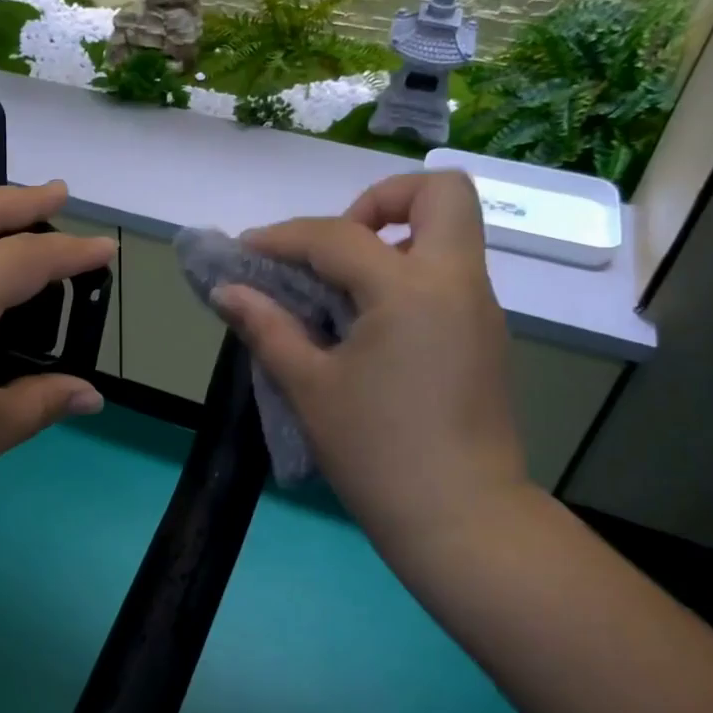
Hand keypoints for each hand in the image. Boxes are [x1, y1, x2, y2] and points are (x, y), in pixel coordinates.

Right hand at [211, 171, 531, 562]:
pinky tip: (368, 326)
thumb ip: (268, 327)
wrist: (461, 520)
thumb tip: (227, 291)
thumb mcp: (310, 388)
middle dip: (381, 200)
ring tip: (341, 291)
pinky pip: (448, 276)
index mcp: (410, 290)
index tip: (247, 253)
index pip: (338, 235)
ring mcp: (480, 308)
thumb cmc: (377, 453)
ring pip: (449, 233)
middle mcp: (457, 282)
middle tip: (335, 248)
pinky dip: (407, 276)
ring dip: (394, 240)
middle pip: (442, 192)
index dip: (283, 237)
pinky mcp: (486, 336)